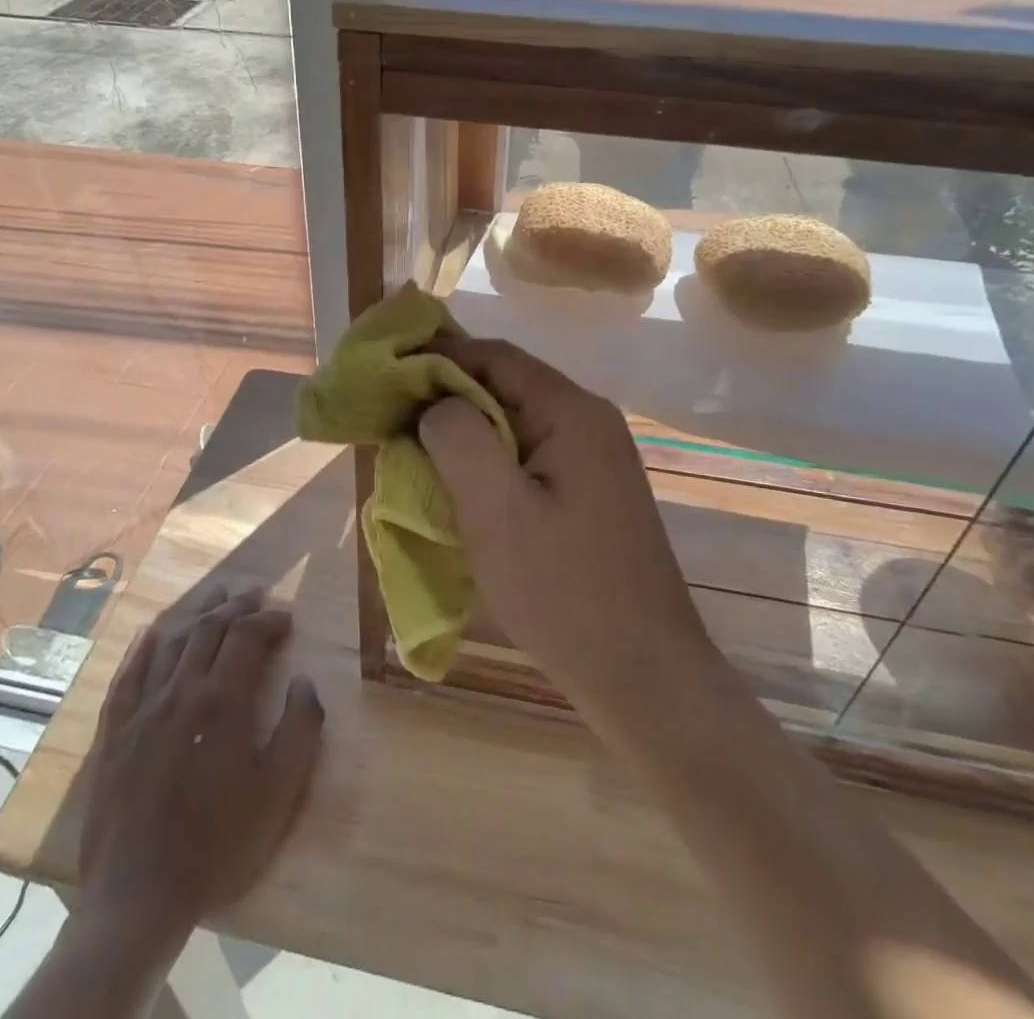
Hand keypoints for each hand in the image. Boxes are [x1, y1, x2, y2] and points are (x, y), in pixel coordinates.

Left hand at [73, 585, 324, 935]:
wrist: (138, 896)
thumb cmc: (217, 843)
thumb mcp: (277, 792)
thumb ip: (299, 728)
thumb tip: (305, 681)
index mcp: (221, 700)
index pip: (246, 636)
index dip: (268, 620)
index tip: (286, 617)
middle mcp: (180, 690)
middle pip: (209, 629)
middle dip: (236, 606)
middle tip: (255, 592)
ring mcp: (142, 707)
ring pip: (171, 641)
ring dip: (197, 613)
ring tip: (216, 596)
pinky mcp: (115, 730)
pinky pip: (129, 672)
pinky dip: (144, 646)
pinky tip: (152, 632)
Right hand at [418, 338, 709, 716]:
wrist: (646, 676)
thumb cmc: (564, 591)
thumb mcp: (496, 511)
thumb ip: (459, 439)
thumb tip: (436, 404)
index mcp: (572, 412)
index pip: (495, 356)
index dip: (438, 357)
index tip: (388, 374)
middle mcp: (589, 422)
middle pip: (506, 386)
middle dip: (447, 398)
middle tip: (394, 420)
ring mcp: (595, 459)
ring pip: (515, 424)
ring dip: (466, 434)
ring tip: (417, 454)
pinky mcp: (591, 493)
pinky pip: (529, 457)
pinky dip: (489, 463)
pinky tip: (462, 489)